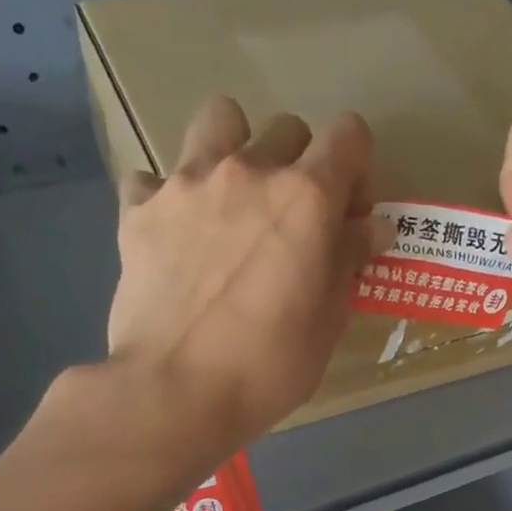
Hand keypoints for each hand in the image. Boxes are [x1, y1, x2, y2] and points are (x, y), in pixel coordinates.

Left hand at [103, 96, 389, 453]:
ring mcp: (187, 182)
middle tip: (294, 220)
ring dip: (236, 149)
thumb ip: (350, 261)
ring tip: (234, 202)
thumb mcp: (329, 321)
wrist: (177, 389)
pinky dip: (171, 198)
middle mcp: (249, 170)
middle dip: (301, 164)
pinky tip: (178, 236)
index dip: (357, 171)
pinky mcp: (139, 207)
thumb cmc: (270, 366)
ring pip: (219, 120)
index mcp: (307, 198)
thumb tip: (372, 227)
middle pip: (288, 129)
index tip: (350, 215)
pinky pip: (156, 177)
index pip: (349, 135)